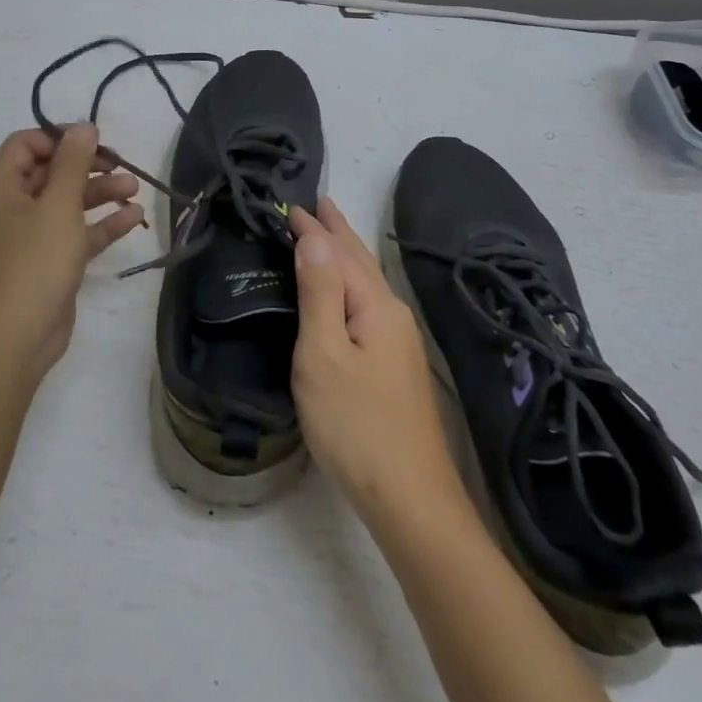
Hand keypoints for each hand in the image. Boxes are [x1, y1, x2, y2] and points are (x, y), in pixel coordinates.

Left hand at [0, 125, 144, 381]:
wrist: (12, 341)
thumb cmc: (32, 264)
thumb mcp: (57, 205)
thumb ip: (72, 163)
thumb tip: (83, 126)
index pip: (25, 144)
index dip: (60, 138)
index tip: (96, 142)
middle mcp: (9, 208)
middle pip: (49, 173)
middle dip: (87, 166)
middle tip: (122, 165)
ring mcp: (27, 239)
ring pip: (66, 204)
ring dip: (99, 193)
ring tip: (135, 189)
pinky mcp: (47, 265)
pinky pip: (74, 235)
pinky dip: (100, 225)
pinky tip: (132, 218)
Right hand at [290, 198, 465, 525]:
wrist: (410, 498)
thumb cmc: (356, 424)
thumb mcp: (324, 354)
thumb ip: (319, 293)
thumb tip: (314, 237)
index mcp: (375, 306)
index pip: (339, 253)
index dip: (315, 228)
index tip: (291, 205)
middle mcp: (392, 315)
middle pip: (361, 263)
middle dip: (338, 232)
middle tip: (318, 204)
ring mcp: (399, 343)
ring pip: (367, 285)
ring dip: (345, 257)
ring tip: (328, 238)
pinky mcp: (395, 368)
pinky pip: (367, 306)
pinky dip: (350, 286)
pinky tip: (346, 296)